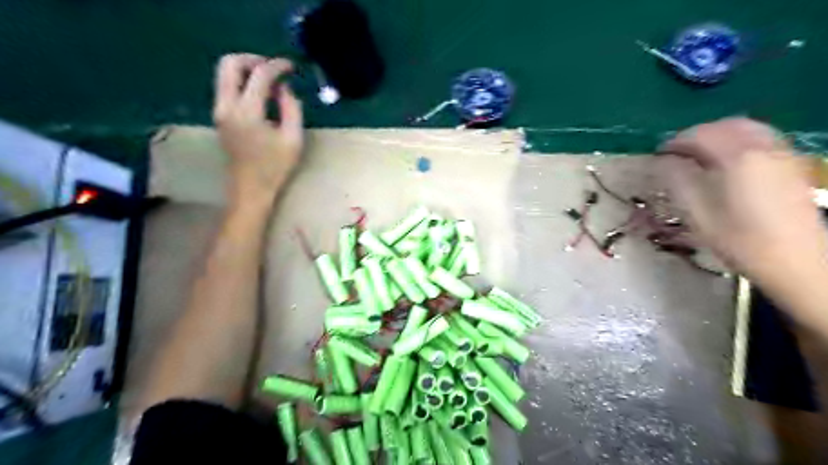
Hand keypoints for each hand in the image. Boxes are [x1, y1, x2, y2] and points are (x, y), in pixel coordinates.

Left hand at [212, 52, 302, 209]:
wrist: (250, 190)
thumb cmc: (275, 168)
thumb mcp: (293, 139)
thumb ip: (292, 108)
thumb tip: (285, 88)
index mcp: (247, 112)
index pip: (259, 75)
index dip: (277, 65)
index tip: (292, 66)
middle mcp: (226, 106)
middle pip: (230, 63)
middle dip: (253, 59)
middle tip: (275, 69)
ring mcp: (219, 111)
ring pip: (224, 73)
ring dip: (247, 70)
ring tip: (271, 82)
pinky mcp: (219, 116)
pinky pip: (227, 87)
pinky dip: (243, 82)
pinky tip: (261, 95)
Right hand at [658, 116, 824, 282]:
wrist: (797, 261)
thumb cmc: (739, 240)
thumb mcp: (697, 213)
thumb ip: (677, 181)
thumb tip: (663, 162)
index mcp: (737, 157)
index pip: (699, 135)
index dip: (674, 143)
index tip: (658, 157)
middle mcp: (763, 147)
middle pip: (724, 126)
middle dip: (696, 135)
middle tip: (677, 155)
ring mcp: (782, 154)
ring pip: (746, 128)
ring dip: (718, 135)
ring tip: (699, 156)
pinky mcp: (791, 164)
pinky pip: (761, 138)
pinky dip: (738, 140)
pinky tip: (728, 160)